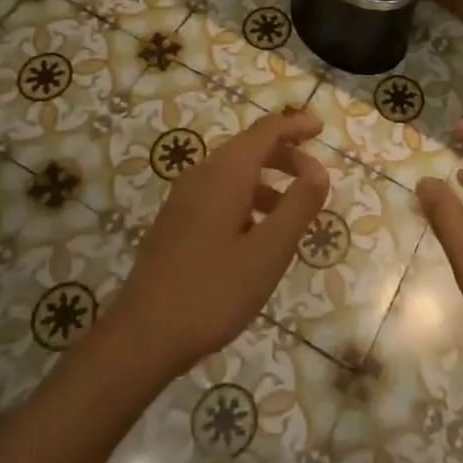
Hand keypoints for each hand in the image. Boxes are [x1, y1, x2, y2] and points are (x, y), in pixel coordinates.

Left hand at [110, 110, 329, 378]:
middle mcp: (202, 175)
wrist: (142, 336)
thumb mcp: (269, 251)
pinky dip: (246, 198)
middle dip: (285, 155)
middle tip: (314, 178)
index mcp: (225, 173)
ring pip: (233, 173)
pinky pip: (218, 193)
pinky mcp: (175, 222)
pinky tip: (255, 235)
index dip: (295, 125)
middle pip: (249, 148)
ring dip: (267, 180)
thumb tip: (318, 170)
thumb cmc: (213, 291)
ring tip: (291, 212)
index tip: (320, 128)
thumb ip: (299, 205)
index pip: (266, 131)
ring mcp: (183, 199)